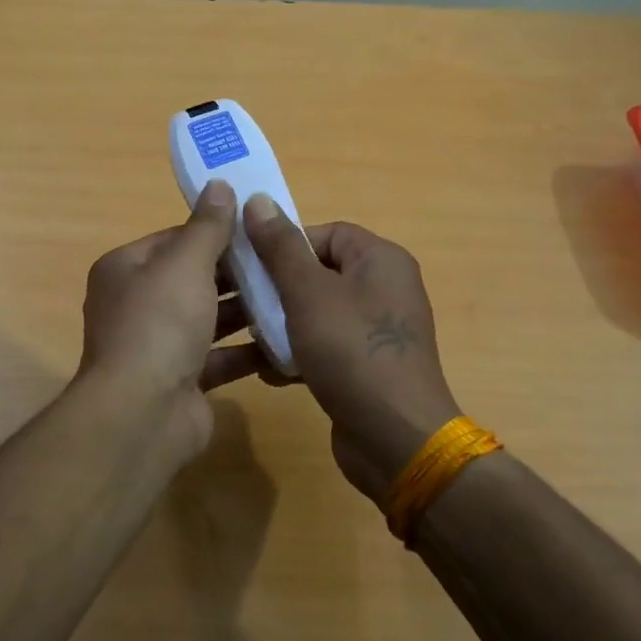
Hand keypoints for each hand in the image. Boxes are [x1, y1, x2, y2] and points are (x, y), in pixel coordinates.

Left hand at [76, 180, 262, 456]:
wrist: (143, 413)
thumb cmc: (159, 323)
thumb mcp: (185, 263)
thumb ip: (207, 226)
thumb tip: (220, 184)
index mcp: (126, 270)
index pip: (175, 239)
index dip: (215, 232)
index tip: (258, 229)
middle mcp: (137, 305)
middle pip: (193, 279)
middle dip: (236, 272)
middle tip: (283, 262)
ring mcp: (158, 346)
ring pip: (208, 319)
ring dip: (246, 310)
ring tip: (291, 295)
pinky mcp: (182, 381)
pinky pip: (219, 358)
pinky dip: (247, 350)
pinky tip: (285, 339)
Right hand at [238, 196, 459, 505]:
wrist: (396, 440)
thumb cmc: (352, 352)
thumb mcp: (308, 294)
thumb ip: (280, 247)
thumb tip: (258, 200)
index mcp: (380, 260)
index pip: (325, 233)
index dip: (284, 245)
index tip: (251, 267)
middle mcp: (384, 288)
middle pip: (318, 272)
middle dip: (278, 288)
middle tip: (244, 304)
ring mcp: (378, 330)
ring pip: (317, 311)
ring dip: (283, 324)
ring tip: (253, 339)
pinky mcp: (367, 365)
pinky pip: (326, 345)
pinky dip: (299, 353)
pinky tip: (272, 372)